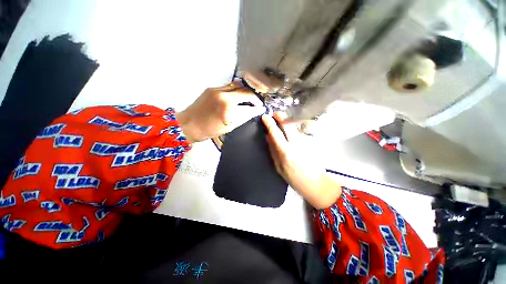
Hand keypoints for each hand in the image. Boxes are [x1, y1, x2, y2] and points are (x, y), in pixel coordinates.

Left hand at [176, 82, 264, 142]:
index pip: (248, 102)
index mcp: (227, 105)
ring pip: (237, 86)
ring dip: (245, 92)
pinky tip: (237, 98)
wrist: (188, 125)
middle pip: (244, 90)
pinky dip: (236, 92)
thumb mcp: (230, 126)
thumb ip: (244, 116)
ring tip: (249, 100)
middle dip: (253, 96)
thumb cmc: (209, 130)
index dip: (257, 105)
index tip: (262, 108)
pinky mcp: (211, 88)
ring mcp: (216, 89)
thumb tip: (255, 111)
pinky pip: (228, 87)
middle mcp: (223, 93)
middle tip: (257, 103)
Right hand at [262, 113, 341, 208]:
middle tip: (274, 114)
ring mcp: (303, 142)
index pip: (276, 133)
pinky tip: (288, 129)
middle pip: (288, 125)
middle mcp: (295, 144)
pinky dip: (291, 128)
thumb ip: (273, 151)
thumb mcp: (278, 166)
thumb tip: (268, 138)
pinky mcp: (308, 143)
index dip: (269, 124)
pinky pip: (297, 132)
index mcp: (285, 151)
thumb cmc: (294, 178)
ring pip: (294, 127)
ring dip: (286, 122)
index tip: (265, 117)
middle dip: (281, 117)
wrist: (315, 183)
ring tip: (280, 120)